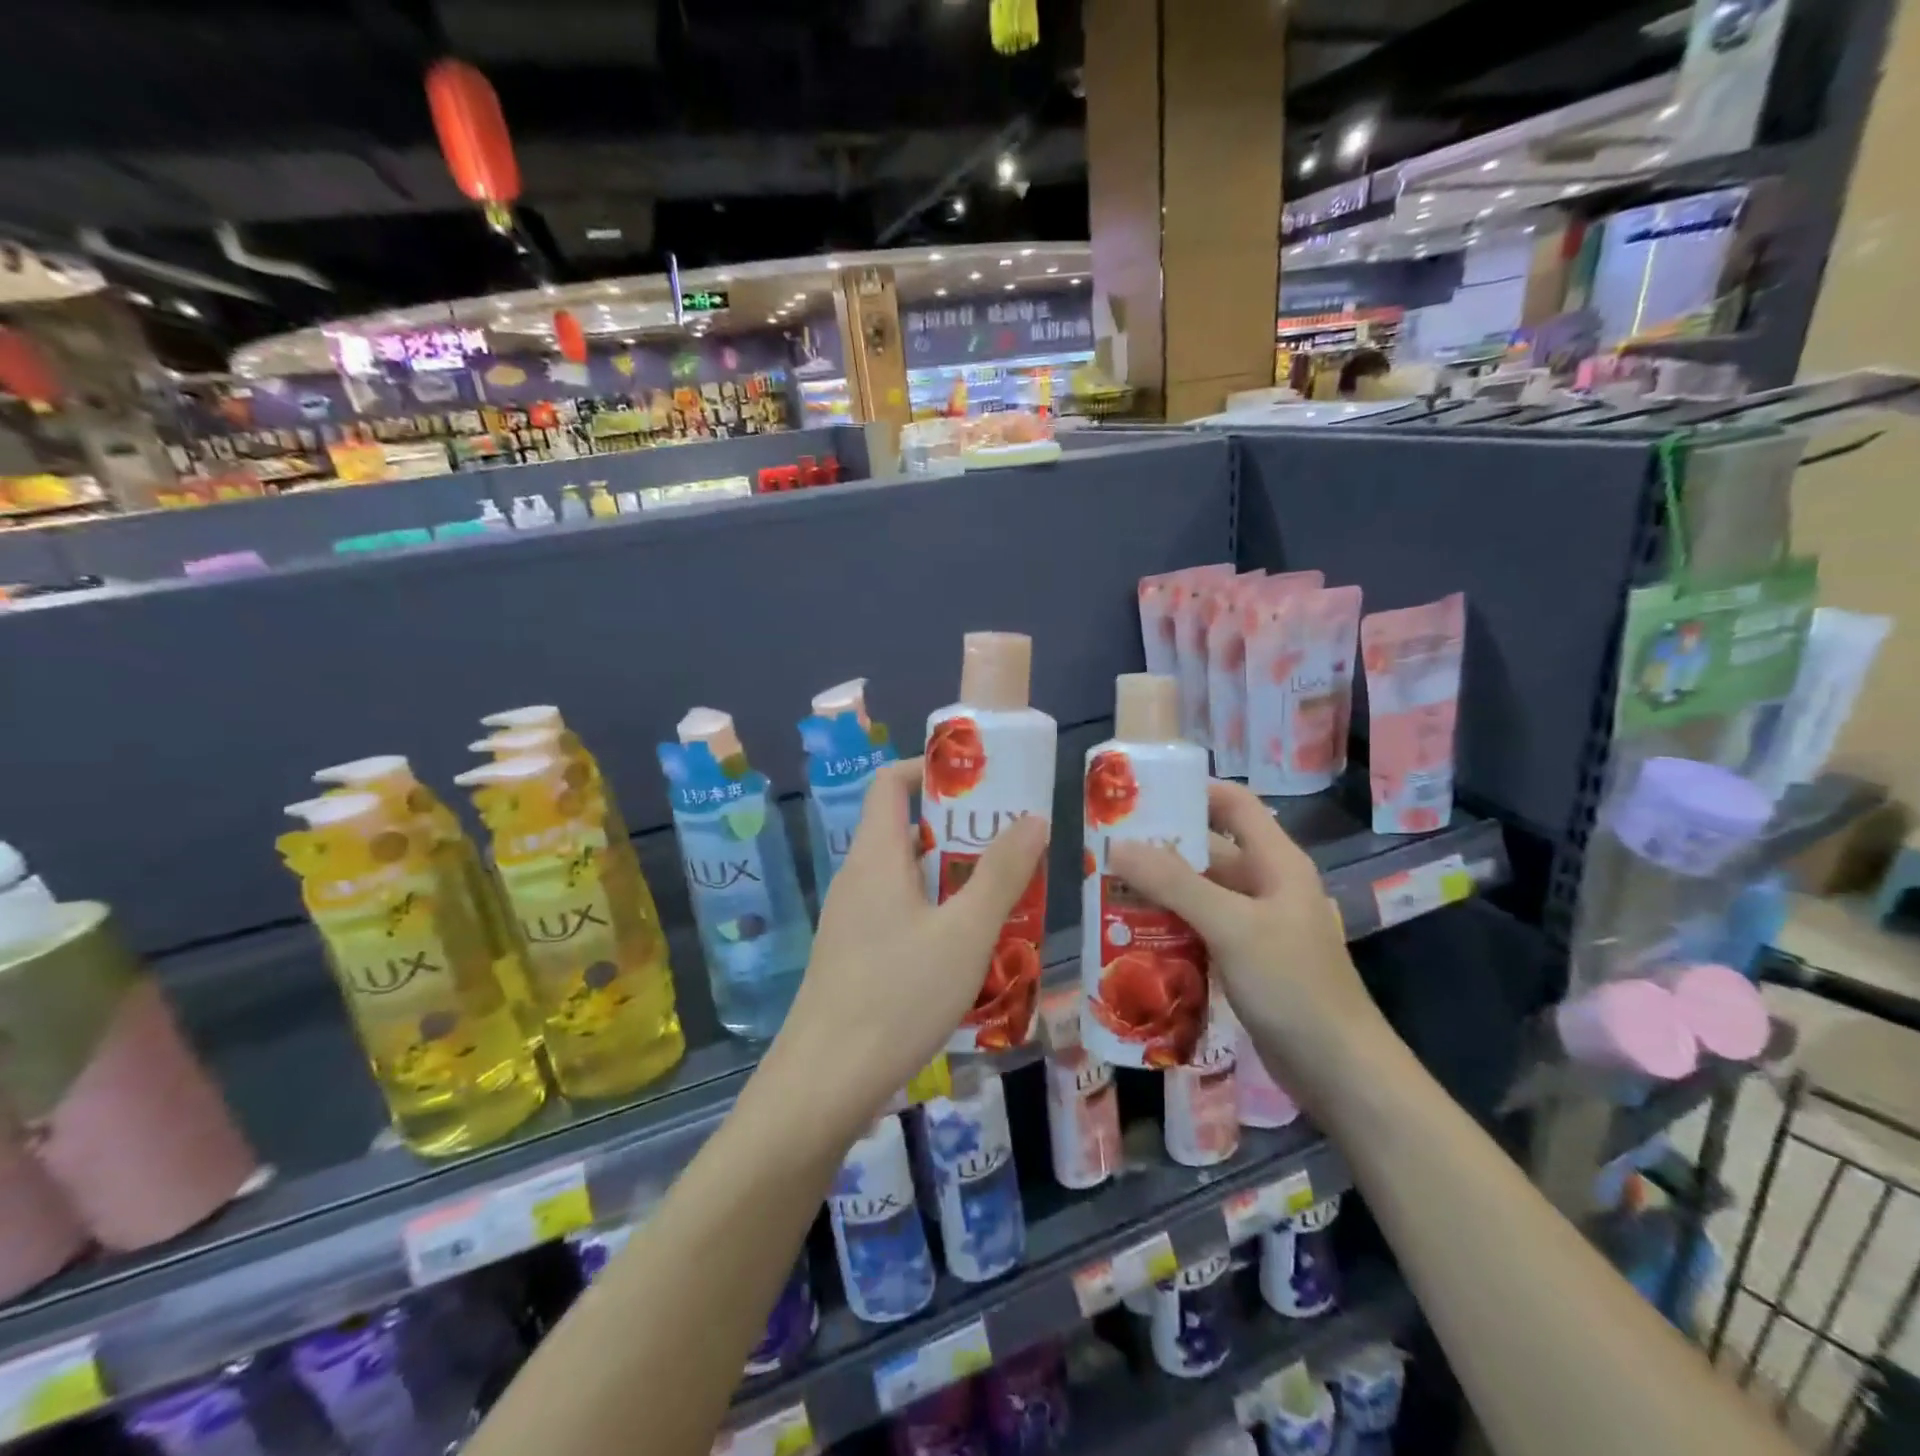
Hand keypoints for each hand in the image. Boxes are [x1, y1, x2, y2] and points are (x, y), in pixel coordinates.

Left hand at [768, 758, 1048, 1132]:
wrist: (825, 1082)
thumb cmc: (898, 995)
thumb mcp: (965, 932)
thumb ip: (1001, 874)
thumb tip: (1032, 818)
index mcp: (876, 855)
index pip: (890, 781)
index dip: (930, 768)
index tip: (980, 781)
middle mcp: (858, 877)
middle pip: (907, 829)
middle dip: (961, 830)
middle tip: (1013, 843)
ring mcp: (852, 918)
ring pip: (908, 877)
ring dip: (954, 877)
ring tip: (1005, 895)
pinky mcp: (853, 955)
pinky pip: (900, 913)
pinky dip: (936, 913)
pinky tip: (971, 949)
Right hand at [1108, 780, 1387, 1101]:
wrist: (1339, 1072)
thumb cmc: (1292, 985)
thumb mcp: (1232, 926)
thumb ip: (1175, 884)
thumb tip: (1117, 846)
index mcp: (1275, 862)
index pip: (1234, 804)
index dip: (1192, 790)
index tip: (1141, 793)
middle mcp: (1265, 885)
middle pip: (1208, 851)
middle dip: (1159, 848)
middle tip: (1106, 848)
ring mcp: (1254, 926)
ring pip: (1199, 893)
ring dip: (1158, 891)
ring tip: (1107, 890)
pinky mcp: (1243, 960)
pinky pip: (1199, 929)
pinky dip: (1169, 926)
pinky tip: (1131, 935)